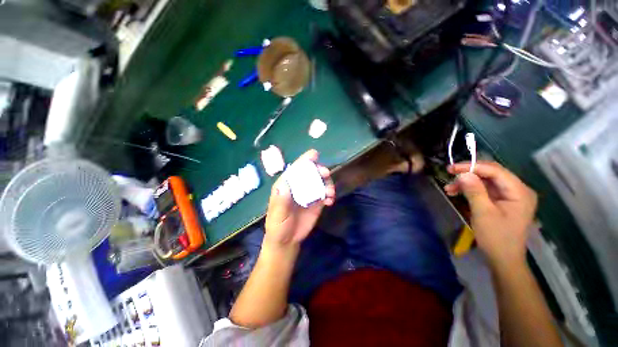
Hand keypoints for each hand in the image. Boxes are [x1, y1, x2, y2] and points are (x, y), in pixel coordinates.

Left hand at [264, 149, 335, 249]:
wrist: (287, 240)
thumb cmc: (278, 226)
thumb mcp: (277, 215)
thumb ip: (280, 201)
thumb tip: (286, 185)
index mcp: (286, 184)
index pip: (295, 169)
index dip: (304, 160)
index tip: (315, 155)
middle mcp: (299, 186)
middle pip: (310, 173)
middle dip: (319, 170)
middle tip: (326, 174)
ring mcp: (308, 193)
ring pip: (320, 182)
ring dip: (327, 183)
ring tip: (330, 193)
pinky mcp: (316, 202)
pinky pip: (325, 194)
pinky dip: (330, 194)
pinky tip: (330, 201)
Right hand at [444, 161, 536, 268]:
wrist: (503, 259)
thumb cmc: (496, 237)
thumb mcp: (483, 213)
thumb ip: (474, 191)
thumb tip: (462, 173)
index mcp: (519, 191)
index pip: (495, 171)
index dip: (472, 167)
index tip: (451, 169)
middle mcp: (518, 190)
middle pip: (491, 173)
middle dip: (469, 174)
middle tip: (449, 175)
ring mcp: (511, 195)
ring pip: (486, 181)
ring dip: (467, 182)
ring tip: (449, 188)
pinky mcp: (503, 201)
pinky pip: (486, 189)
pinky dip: (471, 189)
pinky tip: (457, 192)